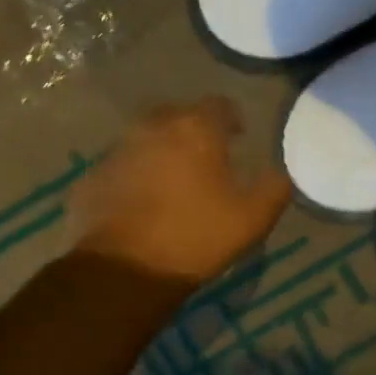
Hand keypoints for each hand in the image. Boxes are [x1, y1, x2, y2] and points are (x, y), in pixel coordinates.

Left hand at [72, 97, 292, 282]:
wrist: (125, 270)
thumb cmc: (196, 237)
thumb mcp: (252, 219)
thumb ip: (274, 189)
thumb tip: (282, 173)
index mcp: (195, 129)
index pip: (219, 105)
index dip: (232, 119)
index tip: (239, 138)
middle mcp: (153, 127)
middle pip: (178, 116)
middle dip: (194, 131)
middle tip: (207, 159)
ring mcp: (117, 150)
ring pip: (146, 139)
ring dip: (162, 152)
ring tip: (174, 182)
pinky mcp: (93, 176)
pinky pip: (122, 167)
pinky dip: (135, 176)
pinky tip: (144, 203)